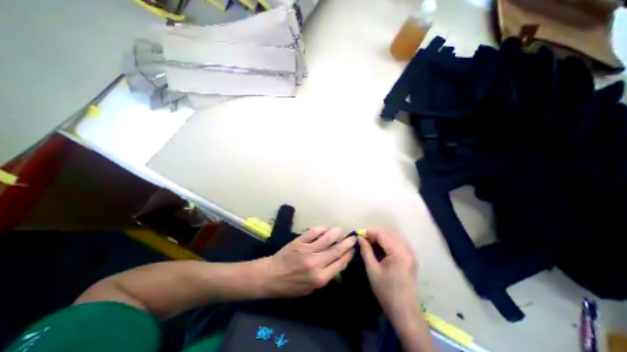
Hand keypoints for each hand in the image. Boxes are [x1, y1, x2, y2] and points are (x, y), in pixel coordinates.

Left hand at [261, 226, 357, 297]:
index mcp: (320, 278)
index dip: (349, 255)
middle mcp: (316, 263)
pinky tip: (325, 228)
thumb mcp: (311, 289)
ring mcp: (307, 251)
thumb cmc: (291, 286)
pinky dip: (321, 229)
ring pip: (327, 239)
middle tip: (352, 238)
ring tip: (340, 230)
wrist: (271, 276)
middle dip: (347, 243)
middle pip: (336, 250)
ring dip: (336, 233)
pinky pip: (313, 232)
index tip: (353, 250)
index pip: (340, 264)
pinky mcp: (299, 242)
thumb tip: (338, 263)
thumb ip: (326, 277)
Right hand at [361, 230, 417, 319]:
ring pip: (394, 235)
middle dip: (375, 233)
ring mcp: (410, 253)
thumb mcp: (372, 270)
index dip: (369, 232)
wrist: (404, 311)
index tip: (358, 235)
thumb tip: (359, 238)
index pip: (382, 234)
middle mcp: (407, 249)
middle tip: (364, 239)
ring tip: (371, 242)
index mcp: (398, 252)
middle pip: (389, 232)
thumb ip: (366, 251)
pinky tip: (380, 247)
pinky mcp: (410, 257)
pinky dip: (388, 241)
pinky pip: (398, 242)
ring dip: (382, 236)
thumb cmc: (386, 291)